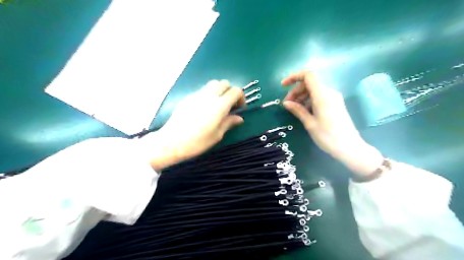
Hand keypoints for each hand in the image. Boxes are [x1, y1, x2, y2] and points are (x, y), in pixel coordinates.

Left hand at [144, 79, 245, 169]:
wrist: (172, 142)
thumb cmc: (197, 142)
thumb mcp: (217, 135)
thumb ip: (229, 123)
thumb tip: (239, 118)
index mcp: (220, 105)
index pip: (236, 91)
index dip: (241, 98)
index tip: (239, 108)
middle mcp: (209, 95)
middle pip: (225, 83)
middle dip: (230, 92)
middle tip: (229, 106)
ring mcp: (197, 95)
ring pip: (213, 83)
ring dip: (219, 91)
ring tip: (217, 105)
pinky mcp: (188, 97)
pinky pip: (202, 90)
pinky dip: (208, 94)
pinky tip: (204, 108)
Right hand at [283, 70, 384, 176]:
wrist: (348, 147)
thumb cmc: (327, 136)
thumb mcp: (309, 123)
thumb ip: (297, 110)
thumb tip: (286, 103)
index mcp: (322, 95)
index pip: (308, 76)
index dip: (294, 77)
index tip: (283, 86)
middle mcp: (329, 93)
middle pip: (309, 84)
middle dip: (296, 91)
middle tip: (287, 104)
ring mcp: (334, 98)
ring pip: (314, 90)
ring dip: (302, 96)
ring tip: (294, 109)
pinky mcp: (335, 104)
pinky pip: (319, 97)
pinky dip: (309, 101)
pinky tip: (304, 112)